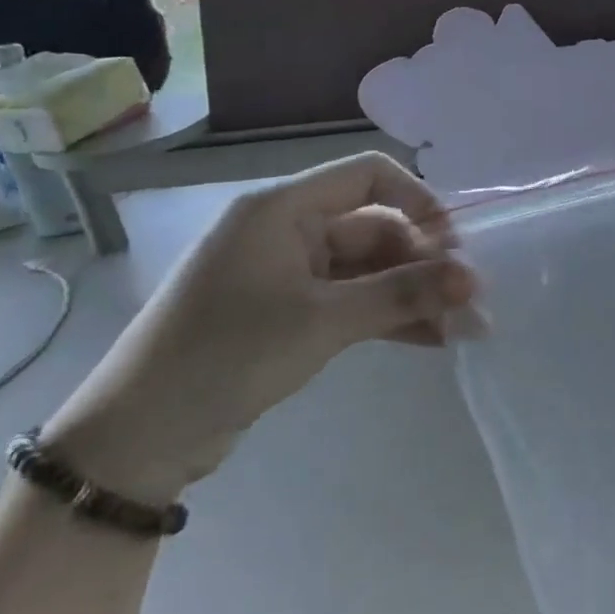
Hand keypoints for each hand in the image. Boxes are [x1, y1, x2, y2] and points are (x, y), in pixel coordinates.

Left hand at [42, 152, 478, 502]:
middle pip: (375, 229)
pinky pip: (353, 302)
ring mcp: (289, 274)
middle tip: (471, 303)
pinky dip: (388, 317)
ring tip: (464, 329)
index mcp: (283, 208)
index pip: (368, 175)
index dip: (419, 201)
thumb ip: (402, 294)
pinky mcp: (291, 314)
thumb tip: (474, 279)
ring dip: (414, 296)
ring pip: (369, 271)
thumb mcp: (322, 321)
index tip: (455, 246)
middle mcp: (288, 230)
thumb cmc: (227, 355)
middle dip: (425, 265)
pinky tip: (432, 341)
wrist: (140, 438)